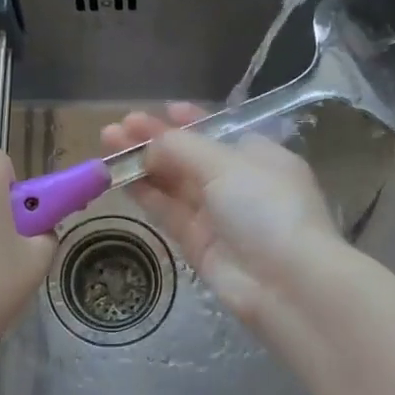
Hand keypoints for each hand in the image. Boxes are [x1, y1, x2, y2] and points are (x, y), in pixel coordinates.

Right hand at [101, 103, 341, 333]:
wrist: (287, 283)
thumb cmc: (265, 207)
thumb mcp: (226, 164)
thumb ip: (182, 147)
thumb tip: (149, 140)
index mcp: (259, 157)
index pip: (218, 133)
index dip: (188, 121)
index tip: (160, 110)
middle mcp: (239, 184)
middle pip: (189, 157)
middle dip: (154, 140)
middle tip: (116, 128)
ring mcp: (218, 216)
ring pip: (173, 183)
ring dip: (142, 163)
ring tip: (107, 143)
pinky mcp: (199, 244)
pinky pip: (167, 211)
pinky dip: (145, 193)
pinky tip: (118, 177)